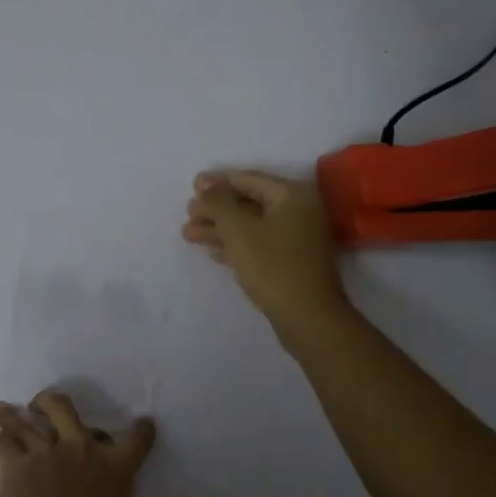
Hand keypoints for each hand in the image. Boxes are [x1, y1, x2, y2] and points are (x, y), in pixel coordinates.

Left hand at [0, 389, 222, 496]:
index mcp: (115, 468)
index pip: (137, 439)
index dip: (143, 430)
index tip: (145, 423)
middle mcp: (80, 449)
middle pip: (67, 410)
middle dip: (55, 402)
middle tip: (47, 400)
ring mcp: (45, 454)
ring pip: (28, 421)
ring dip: (15, 412)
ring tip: (5, 406)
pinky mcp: (15, 466)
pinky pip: (0, 442)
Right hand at [182, 169, 348, 333]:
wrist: (307, 317)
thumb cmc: (272, 266)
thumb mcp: (237, 229)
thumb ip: (217, 202)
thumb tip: (205, 185)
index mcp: (293, 195)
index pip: (248, 179)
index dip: (217, 181)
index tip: (192, 185)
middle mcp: (299, 211)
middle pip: (248, 202)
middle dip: (215, 209)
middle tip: (188, 214)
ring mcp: (297, 237)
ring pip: (251, 225)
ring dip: (220, 228)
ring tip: (188, 234)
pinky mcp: (291, 261)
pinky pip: (258, 243)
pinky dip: (234, 244)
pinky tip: (211, 250)